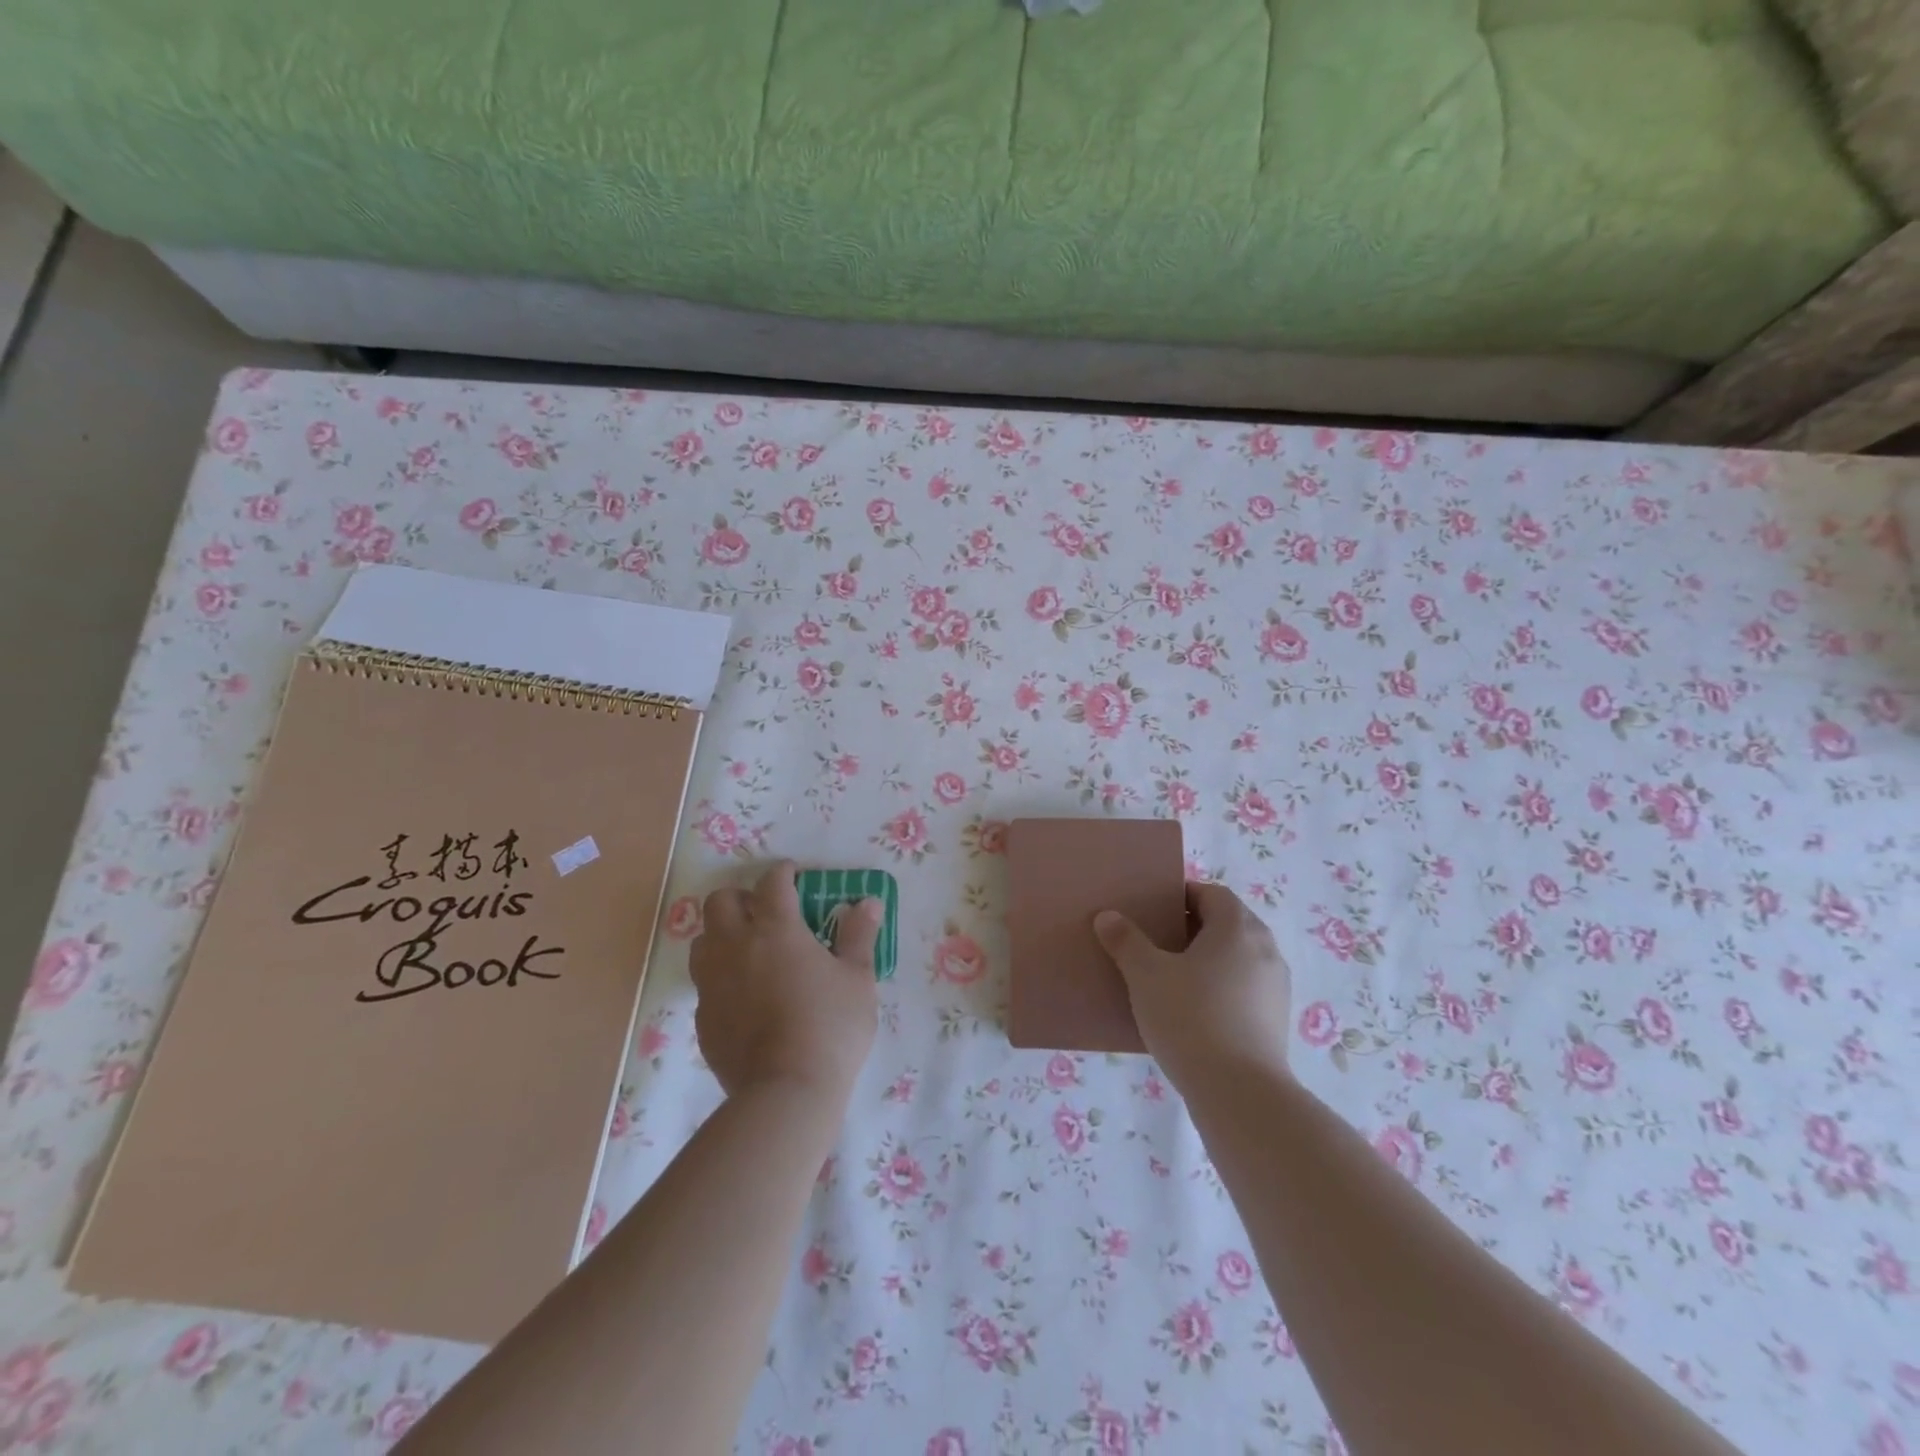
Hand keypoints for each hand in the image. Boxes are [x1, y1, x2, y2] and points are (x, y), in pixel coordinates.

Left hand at [690, 861, 880, 1104]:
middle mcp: (736, 946)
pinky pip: (704, 982)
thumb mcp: (857, 979)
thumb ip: (859, 936)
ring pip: (702, 939)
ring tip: (748, 950)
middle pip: (721, 901)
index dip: (783, 873)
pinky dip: (720, 976)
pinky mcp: (702, 1017)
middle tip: (766, 912)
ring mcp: (713, 983)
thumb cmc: (830, 1027)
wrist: (786, 1092)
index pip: (772, 883)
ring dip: (722, 934)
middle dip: (742, 897)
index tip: (794, 876)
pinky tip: (744, 995)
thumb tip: (868, 902)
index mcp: (776, 929)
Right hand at [1094, 881, 1291, 1092]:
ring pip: (1238, 958)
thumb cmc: (1191, 1018)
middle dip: (1194, 927)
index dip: (1183, 895)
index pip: (1212, 893)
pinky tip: (1194, 1011)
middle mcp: (1265, 949)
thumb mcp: (1146, 975)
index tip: (1154, 909)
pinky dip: (1222, 988)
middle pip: (1228, 924)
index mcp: (1237, 927)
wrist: (1240, 1093)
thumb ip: (1126, 941)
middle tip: (1157, 940)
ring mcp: (1276, 987)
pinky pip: (1245, 989)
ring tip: (1173, 977)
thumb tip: (1108, 916)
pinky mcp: (1276, 1021)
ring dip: (1209, 959)